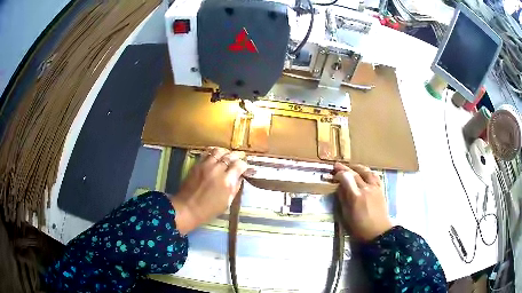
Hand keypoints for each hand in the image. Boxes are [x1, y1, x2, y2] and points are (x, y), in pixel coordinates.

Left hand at [171, 147, 247, 234]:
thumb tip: (239, 177)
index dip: (243, 165)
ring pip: (218, 151)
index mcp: (227, 181)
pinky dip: (213, 154)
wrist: (187, 208)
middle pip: (230, 156)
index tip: (243, 169)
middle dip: (236, 158)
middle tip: (237, 161)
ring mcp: (206, 165)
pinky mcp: (197, 164)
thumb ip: (235, 188)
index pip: (239, 165)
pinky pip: (207, 154)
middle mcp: (217, 170)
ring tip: (226, 157)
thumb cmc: (209, 210)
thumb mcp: (227, 203)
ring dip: (224, 153)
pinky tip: (215, 158)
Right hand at [334, 163, 392, 241]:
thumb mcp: (346, 215)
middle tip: (337, 165)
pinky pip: (375, 176)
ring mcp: (375, 188)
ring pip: (366, 171)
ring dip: (357, 167)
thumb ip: (343, 199)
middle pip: (355, 173)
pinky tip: (365, 172)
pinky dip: (368, 172)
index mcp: (356, 196)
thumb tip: (340, 188)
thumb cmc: (359, 227)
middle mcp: (366, 189)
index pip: (346, 178)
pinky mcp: (381, 189)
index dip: (339, 174)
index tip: (334, 174)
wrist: (378, 231)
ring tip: (351, 167)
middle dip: (345, 168)